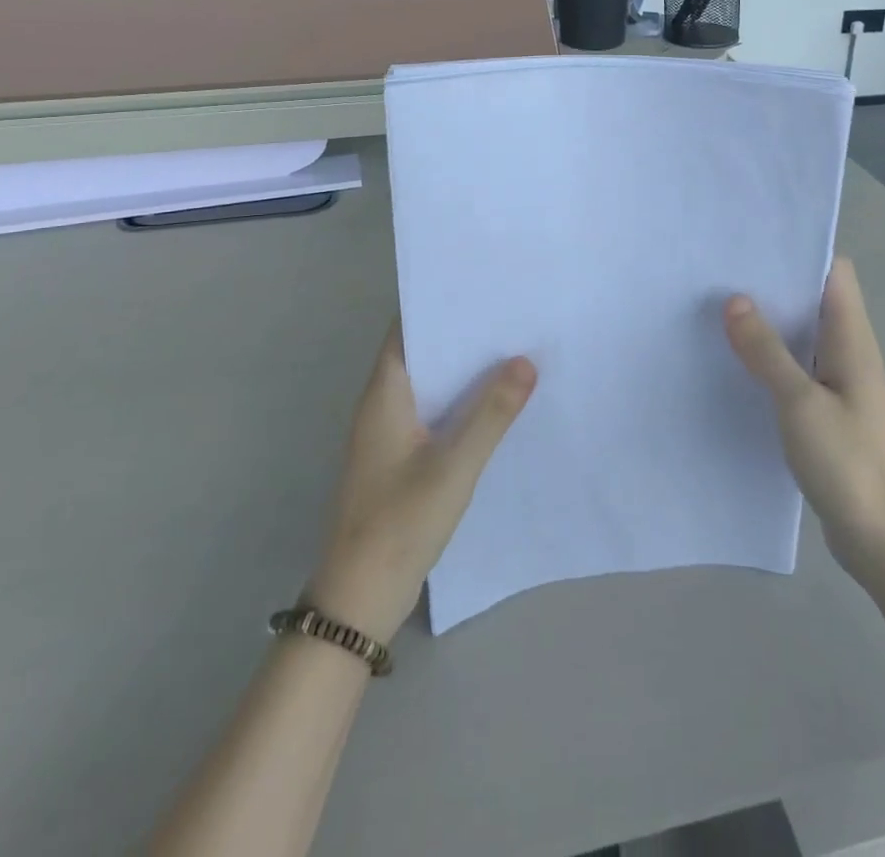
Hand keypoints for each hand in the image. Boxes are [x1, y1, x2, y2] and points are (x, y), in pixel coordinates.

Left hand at [308, 321, 535, 644]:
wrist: (359, 598)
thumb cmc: (400, 523)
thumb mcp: (454, 466)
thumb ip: (492, 413)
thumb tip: (526, 360)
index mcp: (385, 394)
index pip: (407, 329)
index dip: (439, 304)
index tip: (480, 287)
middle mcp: (382, 405)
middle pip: (422, 353)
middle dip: (461, 334)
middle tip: (510, 314)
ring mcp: (389, 434)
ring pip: (430, 385)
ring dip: (463, 369)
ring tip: (512, 348)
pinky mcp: (399, 459)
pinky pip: (433, 413)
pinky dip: (460, 401)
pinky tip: (495, 404)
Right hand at [725, 257, 884, 586]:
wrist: (884, 540)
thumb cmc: (848, 462)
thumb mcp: (799, 402)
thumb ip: (767, 350)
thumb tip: (735, 299)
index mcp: (852, 338)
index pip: (834, 272)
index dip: (799, 252)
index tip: (753, 244)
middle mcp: (849, 352)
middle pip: (814, 300)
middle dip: (773, 285)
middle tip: (721, 274)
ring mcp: (840, 383)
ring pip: (802, 335)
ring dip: (769, 323)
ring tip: (719, 310)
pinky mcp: (827, 411)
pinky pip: (796, 368)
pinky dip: (770, 358)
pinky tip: (736, 363)